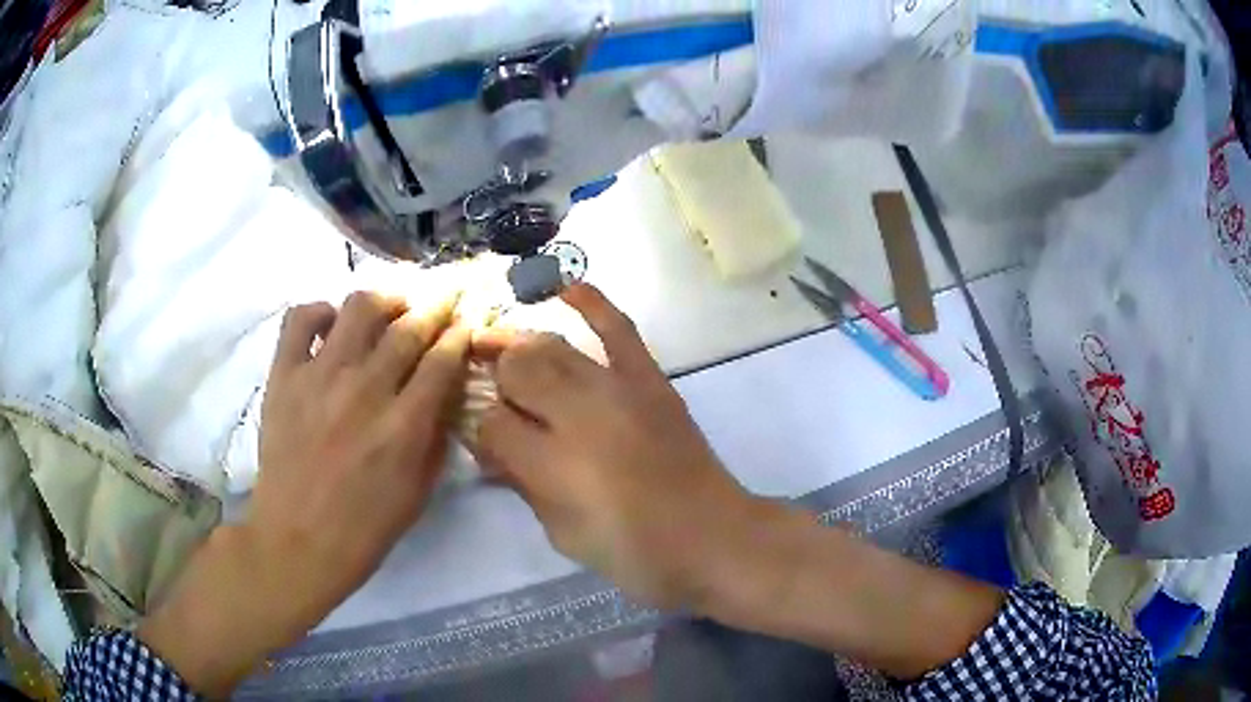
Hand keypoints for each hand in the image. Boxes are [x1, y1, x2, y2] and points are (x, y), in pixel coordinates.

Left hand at [250, 291, 469, 612]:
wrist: (297, 541)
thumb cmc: (364, 528)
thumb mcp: (419, 492)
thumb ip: (436, 436)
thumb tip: (447, 391)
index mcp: (403, 426)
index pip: (442, 359)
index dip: (460, 333)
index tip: (467, 321)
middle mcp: (364, 390)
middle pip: (408, 326)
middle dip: (436, 306)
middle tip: (443, 298)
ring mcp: (319, 377)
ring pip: (359, 307)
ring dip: (385, 299)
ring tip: (392, 306)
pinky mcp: (283, 375)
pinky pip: (300, 319)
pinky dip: (320, 310)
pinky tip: (331, 323)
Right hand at [473, 284, 760, 609]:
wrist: (716, 539)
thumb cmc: (637, 555)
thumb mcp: (564, 535)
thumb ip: (523, 485)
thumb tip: (490, 446)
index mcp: (554, 464)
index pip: (491, 423)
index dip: (477, 427)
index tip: (478, 436)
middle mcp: (580, 414)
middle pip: (516, 370)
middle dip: (493, 379)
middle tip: (485, 390)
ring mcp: (619, 390)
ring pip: (552, 346)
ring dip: (519, 346)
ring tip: (499, 347)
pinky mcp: (651, 381)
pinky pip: (618, 329)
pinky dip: (591, 302)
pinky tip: (564, 287)